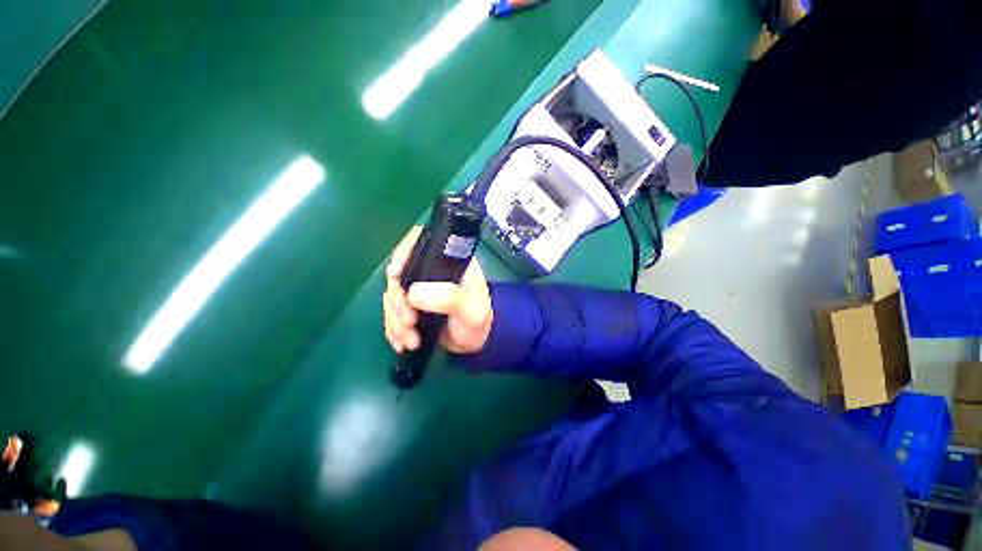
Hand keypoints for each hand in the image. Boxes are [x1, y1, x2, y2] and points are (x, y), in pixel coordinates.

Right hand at [383, 227, 492, 354]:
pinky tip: (402, 343)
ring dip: (396, 320)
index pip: (423, 241)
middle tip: (409, 322)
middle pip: (400, 272)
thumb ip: (449, 298)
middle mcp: (431, 270)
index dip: (405, 251)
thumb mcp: (472, 310)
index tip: (396, 273)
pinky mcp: (411, 306)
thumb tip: (412, 293)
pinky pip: (392, 313)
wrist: (474, 342)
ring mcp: (419, 288)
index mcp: (450, 261)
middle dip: (398, 300)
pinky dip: (393, 329)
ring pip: (392, 295)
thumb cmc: (478, 321)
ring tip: (411, 341)